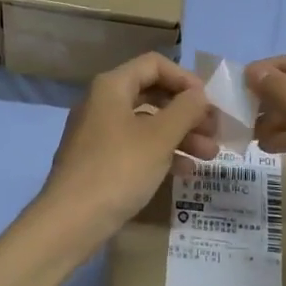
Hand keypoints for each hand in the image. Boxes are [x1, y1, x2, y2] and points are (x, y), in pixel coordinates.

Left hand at [37, 53, 217, 238]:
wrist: (70, 221)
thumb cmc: (118, 170)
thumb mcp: (159, 138)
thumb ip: (185, 110)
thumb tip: (199, 94)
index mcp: (111, 87)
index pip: (154, 64)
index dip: (185, 79)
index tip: (209, 102)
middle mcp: (102, 103)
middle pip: (152, 94)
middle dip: (187, 112)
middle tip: (215, 132)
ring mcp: (98, 133)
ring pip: (146, 124)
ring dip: (180, 135)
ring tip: (209, 156)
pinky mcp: (98, 161)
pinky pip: (136, 146)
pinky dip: (161, 153)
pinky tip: (186, 172)